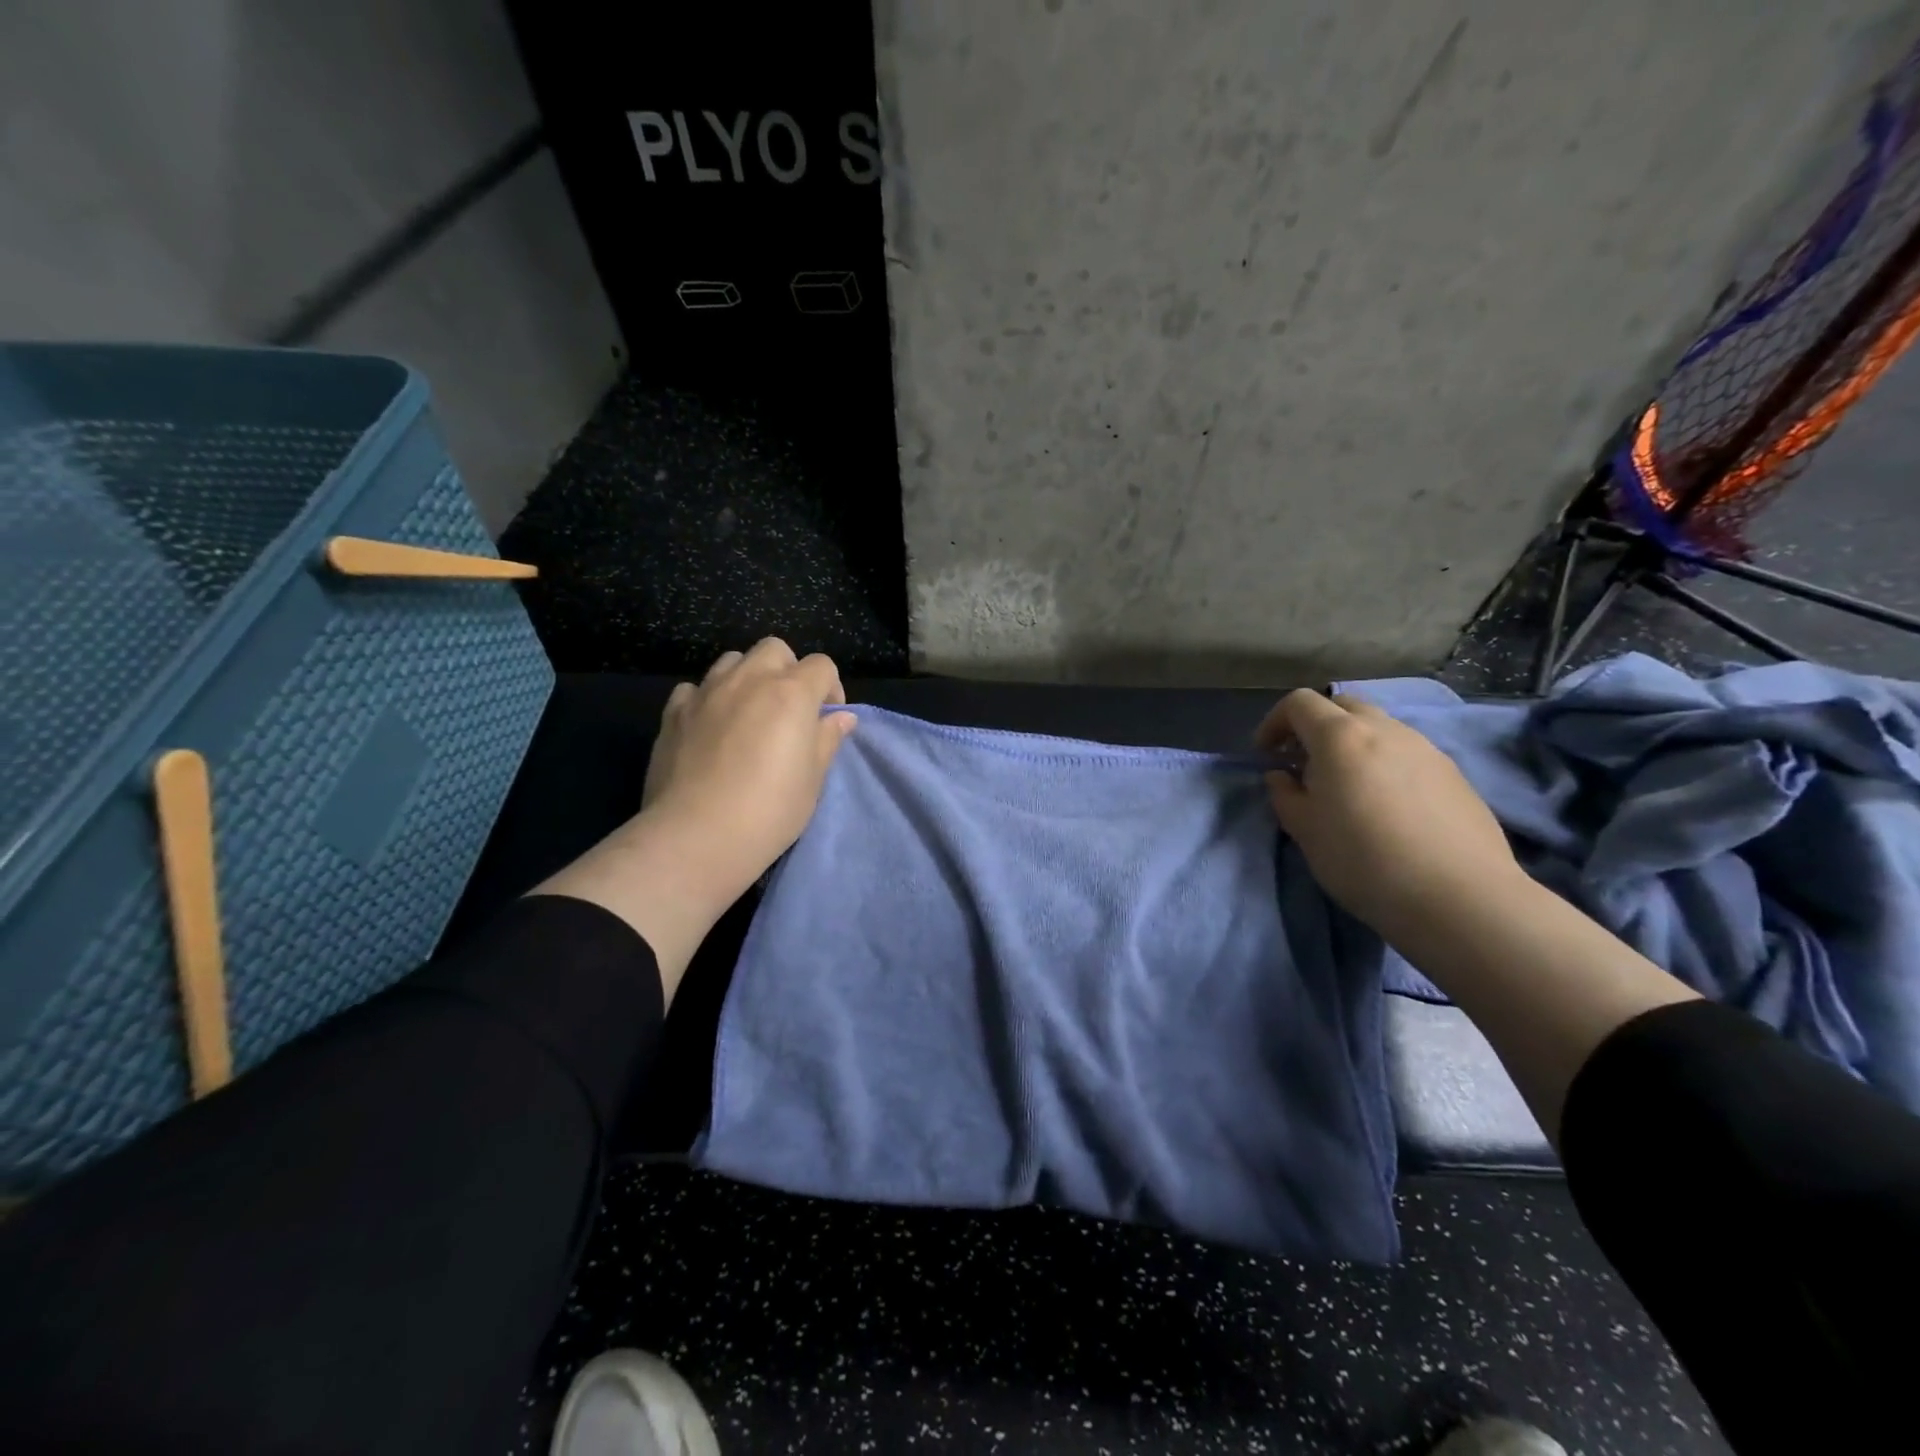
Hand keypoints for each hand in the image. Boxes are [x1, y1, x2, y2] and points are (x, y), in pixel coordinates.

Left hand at [640, 638, 856, 898]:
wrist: (697, 836)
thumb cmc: (770, 810)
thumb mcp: (813, 779)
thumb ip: (827, 740)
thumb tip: (842, 718)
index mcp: (791, 693)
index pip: (822, 666)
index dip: (831, 688)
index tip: (827, 718)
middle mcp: (748, 680)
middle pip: (774, 649)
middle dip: (788, 670)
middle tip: (789, 709)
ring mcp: (706, 692)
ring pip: (732, 660)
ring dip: (748, 677)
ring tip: (749, 713)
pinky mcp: (674, 712)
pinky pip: (695, 688)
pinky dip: (708, 699)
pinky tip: (710, 727)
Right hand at [1257, 688, 1523, 939]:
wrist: (1459, 897)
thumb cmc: (1364, 860)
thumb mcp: (1305, 830)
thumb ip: (1285, 794)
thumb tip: (1282, 776)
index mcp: (1341, 737)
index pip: (1299, 703)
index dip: (1274, 722)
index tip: (1265, 755)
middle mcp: (1385, 729)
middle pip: (1342, 706)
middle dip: (1315, 726)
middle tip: (1304, 764)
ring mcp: (1426, 748)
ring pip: (1378, 728)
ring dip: (1352, 745)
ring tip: (1346, 787)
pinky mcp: (1454, 774)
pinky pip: (1407, 753)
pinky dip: (1384, 764)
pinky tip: (1387, 807)